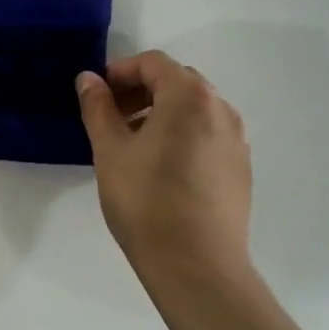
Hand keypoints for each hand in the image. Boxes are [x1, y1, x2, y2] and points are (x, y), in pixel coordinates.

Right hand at [77, 51, 251, 283]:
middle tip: (111, 117)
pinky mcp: (240, 168)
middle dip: (141, 91)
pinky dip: (182, 135)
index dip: (121, 71)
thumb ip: (98, 108)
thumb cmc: (146, 201)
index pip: (153, 63)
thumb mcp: (110, 151)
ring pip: (194, 109)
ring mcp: (236, 139)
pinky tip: (161, 168)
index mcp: (189, 96)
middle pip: (177, 82)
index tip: (97, 95)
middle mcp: (220, 109)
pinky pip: (208, 134)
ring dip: (161, 113)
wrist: (197, 266)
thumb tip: (88, 79)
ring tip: (133, 144)